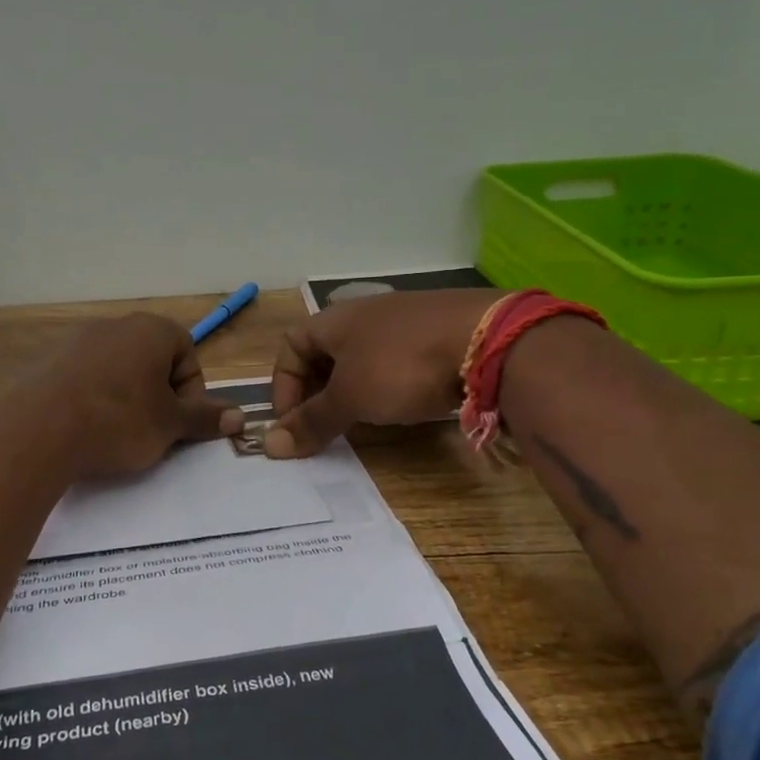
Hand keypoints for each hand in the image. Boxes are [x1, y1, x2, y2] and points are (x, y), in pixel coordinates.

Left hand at [21, 313, 243, 477]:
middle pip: (151, 360)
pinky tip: (84, 427)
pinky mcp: (48, 360)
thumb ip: (204, 418)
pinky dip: (92, 399)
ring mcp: (77, 340)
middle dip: (157, 394)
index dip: (190, 391)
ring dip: (125, 397)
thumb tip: (240, 417)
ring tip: (115, 433)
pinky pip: (84, 378)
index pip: (187, 353)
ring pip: (117, 369)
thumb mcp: (169, 426)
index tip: (177, 423)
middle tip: (151, 431)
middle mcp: (115, 325)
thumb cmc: (118, 421)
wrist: (38, 429)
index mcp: (151, 330)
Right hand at [266, 289, 502, 457]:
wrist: (489, 341)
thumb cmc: (401, 365)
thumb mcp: (350, 397)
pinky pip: (395, 361)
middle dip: (315, 390)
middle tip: (321, 426)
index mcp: (334, 319)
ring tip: (357, 420)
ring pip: (361, 358)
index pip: (289, 346)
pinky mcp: (435, 335)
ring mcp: (403, 322)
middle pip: (324, 353)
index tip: (292, 422)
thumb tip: (270, 446)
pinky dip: (386, 385)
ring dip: (351, 390)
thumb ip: (312, 421)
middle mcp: (364, 314)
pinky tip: (400, 405)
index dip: (282, 385)